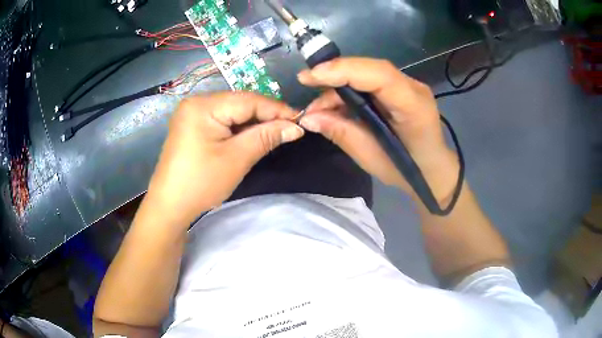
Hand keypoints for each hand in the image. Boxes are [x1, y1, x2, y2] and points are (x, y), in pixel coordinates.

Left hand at [146, 92, 303, 224]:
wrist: (169, 206)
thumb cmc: (201, 183)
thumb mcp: (237, 159)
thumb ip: (266, 137)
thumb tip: (296, 127)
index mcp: (203, 106)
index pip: (248, 100)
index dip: (276, 109)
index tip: (300, 120)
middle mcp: (196, 103)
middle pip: (239, 103)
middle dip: (265, 116)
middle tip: (289, 128)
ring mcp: (191, 114)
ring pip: (231, 112)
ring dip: (253, 123)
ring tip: (274, 133)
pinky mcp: (191, 126)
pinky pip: (221, 121)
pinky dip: (238, 129)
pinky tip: (251, 136)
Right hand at [297, 57, 458, 202]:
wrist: (433, 169)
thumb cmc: (407, 170)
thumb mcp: (371, 158)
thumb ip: (341, 132)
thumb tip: (308, 118)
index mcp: (413, 107)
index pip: (379, 76)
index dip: (343, 71)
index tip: (308, 78)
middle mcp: (413, 88)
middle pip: (370, 69)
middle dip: (335, 76)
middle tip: (307, 89)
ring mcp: (409, 85)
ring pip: (368, 73)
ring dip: (339, 85)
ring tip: (318, 108)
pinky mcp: (401, 88)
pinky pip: (370, 81)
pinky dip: (349, 90)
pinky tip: (335, 105)